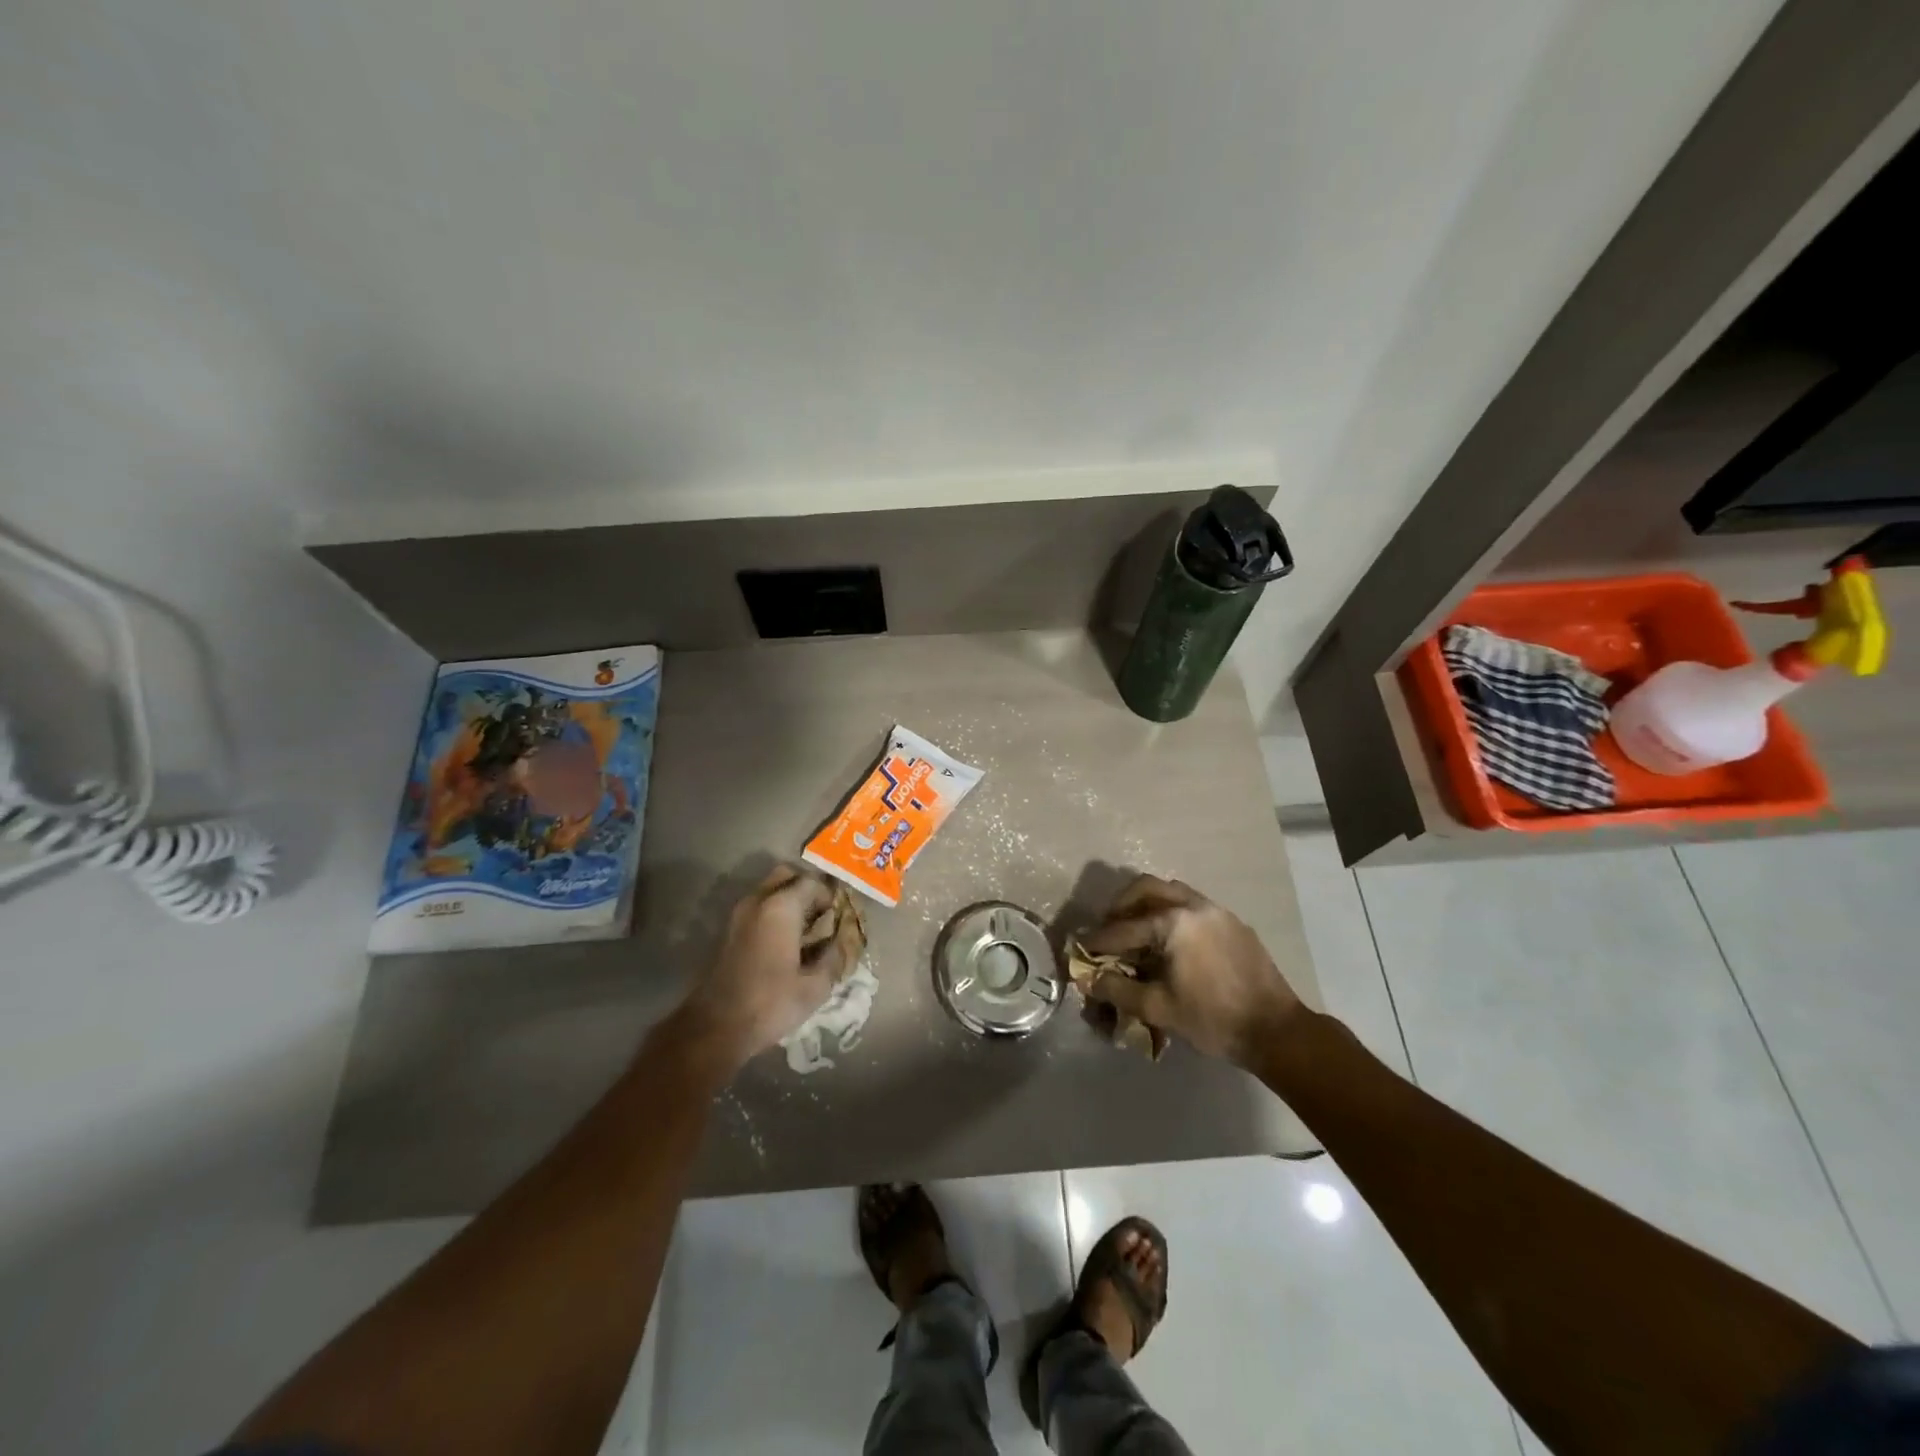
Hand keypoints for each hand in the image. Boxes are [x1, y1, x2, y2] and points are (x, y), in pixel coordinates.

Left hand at [673, 865, 861, 1072]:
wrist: (715, 1027)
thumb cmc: (770, 1003)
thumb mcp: (815, 986)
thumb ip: (834, 956)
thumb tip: (841, 941)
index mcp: (781, 907)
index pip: (812, 882)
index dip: (830, 895)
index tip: (840, 915)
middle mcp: (757, 901)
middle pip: (786, 875)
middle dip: (807, 888)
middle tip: (823, 914)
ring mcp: (738, 914)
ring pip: (769, 890)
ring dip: (789, 900)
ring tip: (806, 930)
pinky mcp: (728, 931)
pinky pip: (757, 907)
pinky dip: (773, 913)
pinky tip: (785, 942)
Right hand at [1079, 874, 1304, 1067]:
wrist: (1276, 1031)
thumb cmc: (1213, 1020)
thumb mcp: (1158, 1008)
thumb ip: (1117, 989)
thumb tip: (1086, 979)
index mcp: (1172, 923)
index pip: (1122, 928)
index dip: (1096, 941)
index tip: (1078, 949)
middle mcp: (1192, 905)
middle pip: (1144, 889)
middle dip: (1119, 907)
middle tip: (1108, 931)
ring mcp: (1216, 910)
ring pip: (1170, 890)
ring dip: (1146, 905)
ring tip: (1136, 931)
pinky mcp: (1232, 922)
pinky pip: (1191, 903)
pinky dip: (1171, 912)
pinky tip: (1170, 941)